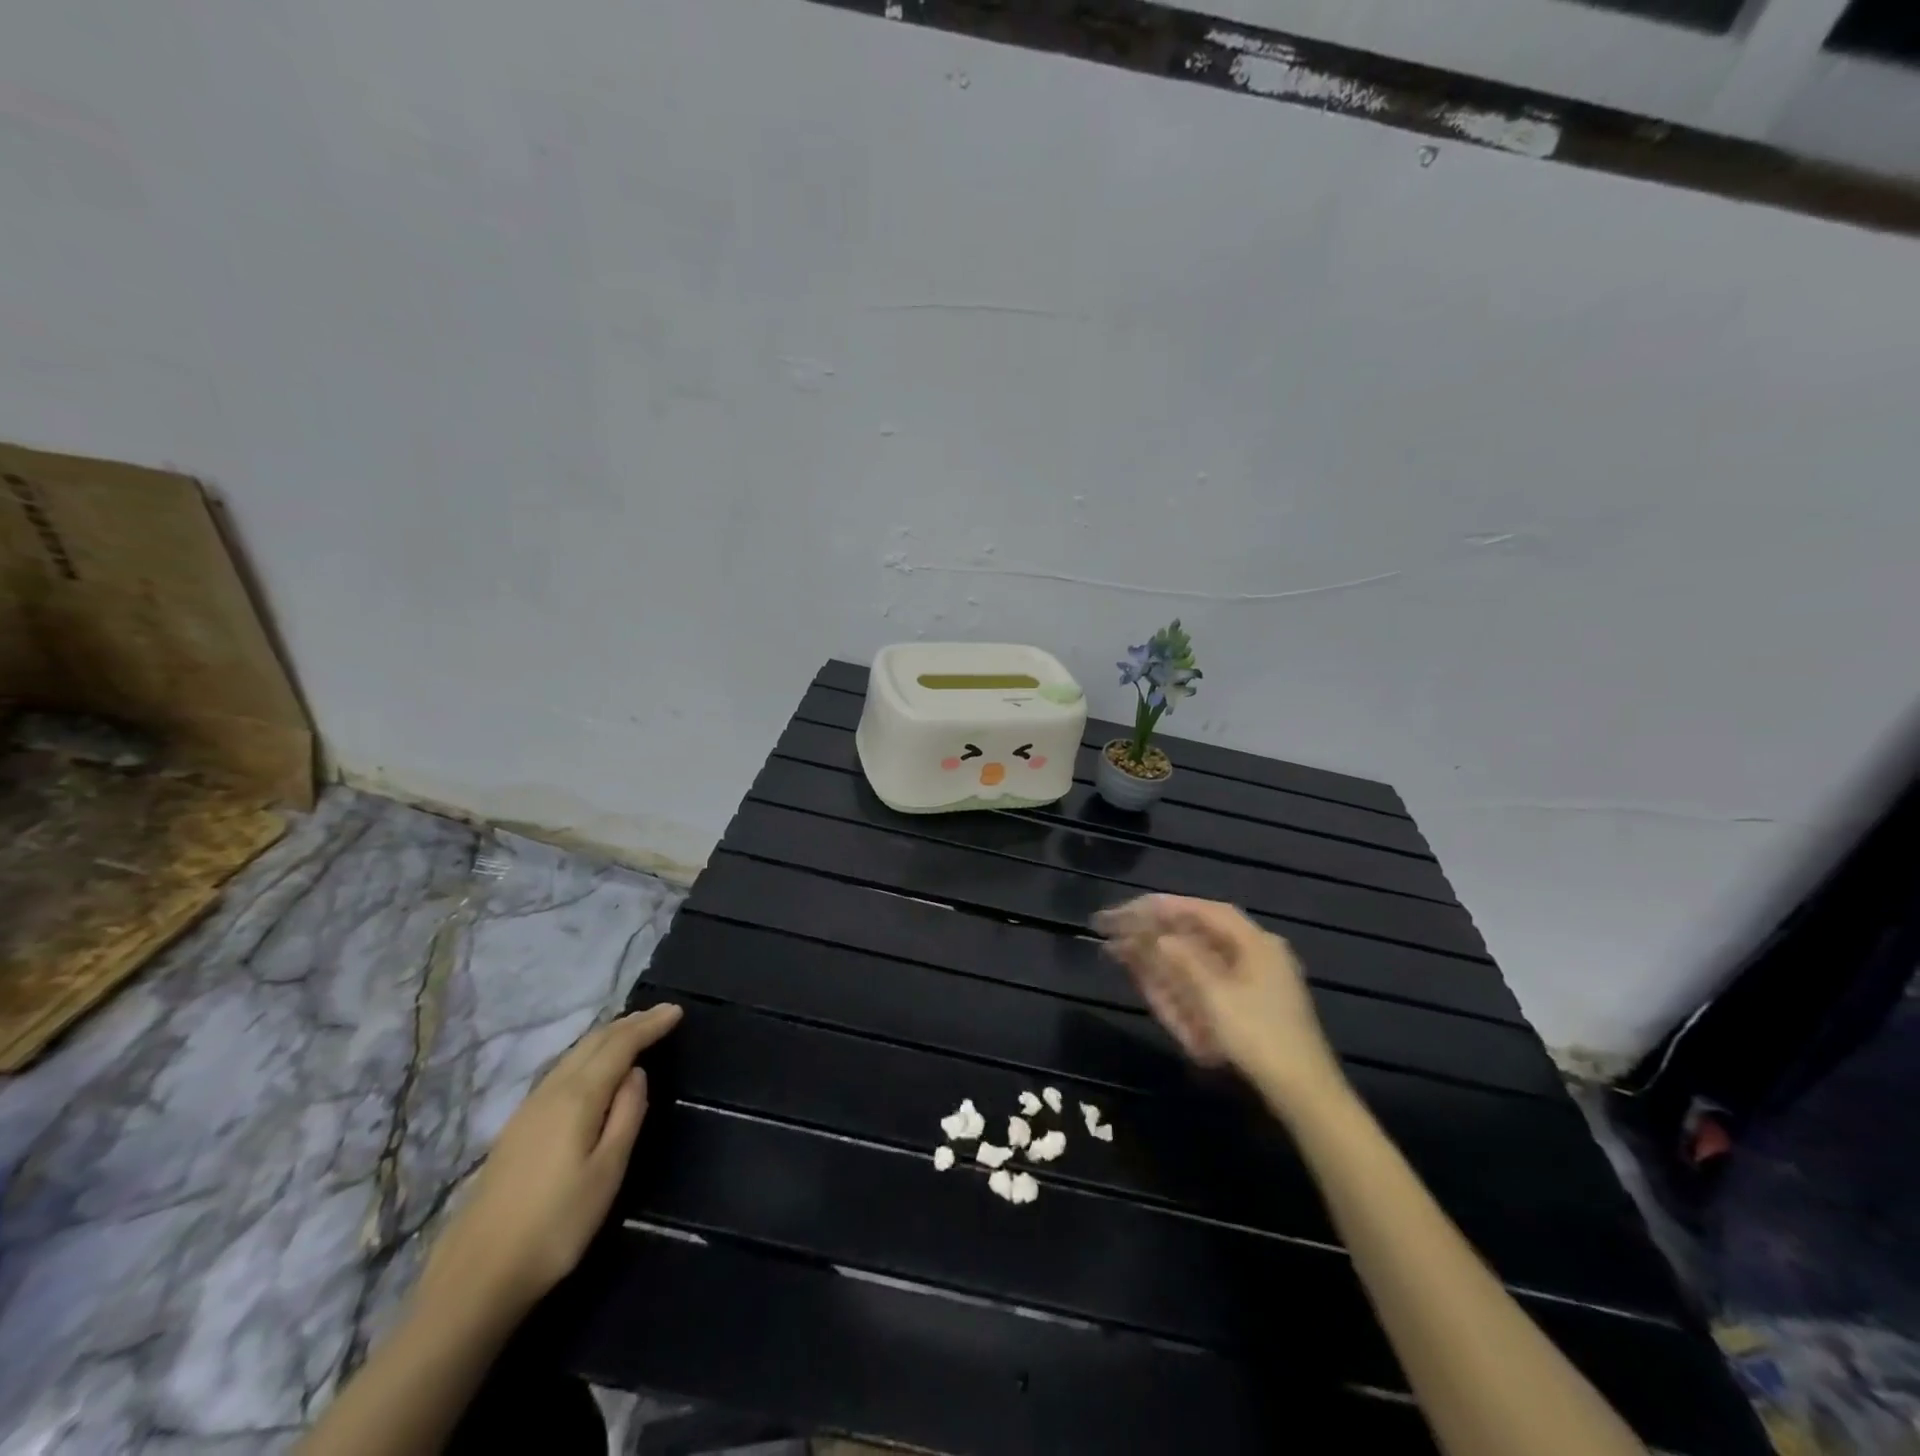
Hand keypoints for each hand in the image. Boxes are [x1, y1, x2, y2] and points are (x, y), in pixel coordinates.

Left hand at [420, 1004, 682, 1318]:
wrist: (475, 1279)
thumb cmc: (555, 1226)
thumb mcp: (607, 1172)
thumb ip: (627, 1115)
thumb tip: (636, 1073)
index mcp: (577, 1097)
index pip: (620, 1045)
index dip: (649, 1025)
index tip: (677, 1010)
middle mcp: (550, 1092)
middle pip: (593, 1042)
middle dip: (629, 1024)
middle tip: (660, 1015)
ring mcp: (527, 1109)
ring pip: (573, 1054)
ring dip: (607, 1037)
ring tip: (632, 1032)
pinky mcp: (515, 1129)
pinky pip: (561, 1071)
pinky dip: (587, 1056)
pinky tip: (591, 1068)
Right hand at [1095, 896, 1344, 1109]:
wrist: (1304, 1094)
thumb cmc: (1259, 1037)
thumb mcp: (1215, 995)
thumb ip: (1182, 960)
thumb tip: (1158, 935)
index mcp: (1255, 943)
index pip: (1203, 911)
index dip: (1163, 906)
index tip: (1128, 908)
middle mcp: (1256, 953)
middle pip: (1198, 932)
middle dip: (1155, 930)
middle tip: (1116, 929)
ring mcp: (1255, 981)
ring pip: (1198, 957)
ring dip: (1160, 953)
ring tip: (1122, 950)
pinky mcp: (1250, 1006)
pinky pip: (1205, 981)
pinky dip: (1176, 976)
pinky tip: (1151, 976)